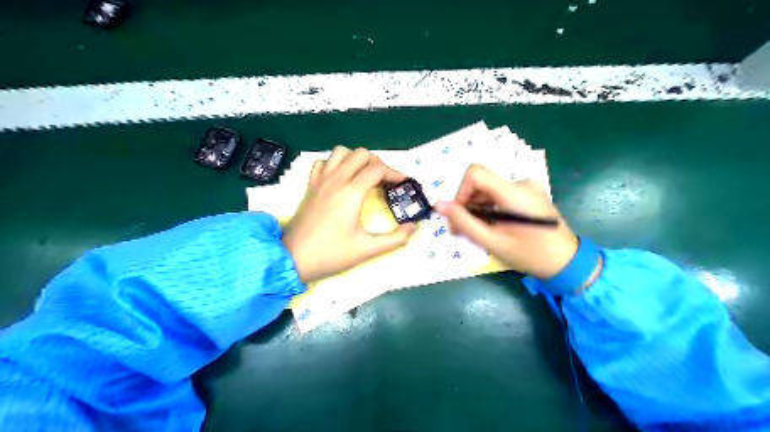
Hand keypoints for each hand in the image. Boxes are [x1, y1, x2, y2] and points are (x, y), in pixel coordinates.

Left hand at [282, 146, 415, 284]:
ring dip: (356, 159)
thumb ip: (396, 239)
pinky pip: (323, 163)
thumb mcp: (368, 250)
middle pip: (361, 154)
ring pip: (341, 152)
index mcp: (352, 192)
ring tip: (364, 176)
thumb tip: (414, 227)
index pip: (378, 169)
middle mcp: (336, 180)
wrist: (293, 259)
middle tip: (385, 181)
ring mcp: (321, 181)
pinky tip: (340, 179)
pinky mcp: (310, 187)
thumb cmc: (331, 254)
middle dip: (378, 163)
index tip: (404, 183)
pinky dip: (335, 164)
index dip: (395, 173)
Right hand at [439, 164, 576, 278]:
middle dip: (466, 205)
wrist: (567, 263)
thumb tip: (439, 206)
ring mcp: (526, 189)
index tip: (458, 215)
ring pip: (488, 191)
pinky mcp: (528, 195)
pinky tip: (491, 227)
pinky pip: (499, 196)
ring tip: (475, 233)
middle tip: (460, 231)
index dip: (461, 192)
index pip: (475, 173)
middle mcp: (520, 183)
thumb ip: (464, 222)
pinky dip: (489, 209)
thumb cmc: (530, 255)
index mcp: (513, 192)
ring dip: (476, 209)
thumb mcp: (493, 242)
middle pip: (481, 183)